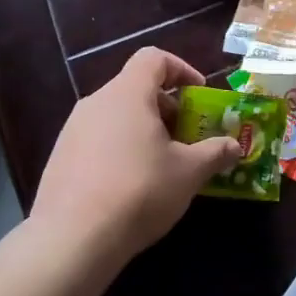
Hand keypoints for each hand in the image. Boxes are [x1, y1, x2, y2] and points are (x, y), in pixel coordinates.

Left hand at [30, 47, 239, 268]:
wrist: (73, 237)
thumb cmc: (139, 191)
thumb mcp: (189, 173)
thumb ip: (214, 153)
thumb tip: (235, 146)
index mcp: (127, 94)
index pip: (153, 58)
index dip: (181, 69)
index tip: (199, 94)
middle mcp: (96, 102)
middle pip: (135, 88)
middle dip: (167, 107)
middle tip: (188, 136)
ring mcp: (72, 129)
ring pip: (116, 115)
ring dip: (144, 129)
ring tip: (163, 163)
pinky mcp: (61, 157)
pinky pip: (98, 139)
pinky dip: (121, 148)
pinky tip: (132, 184)